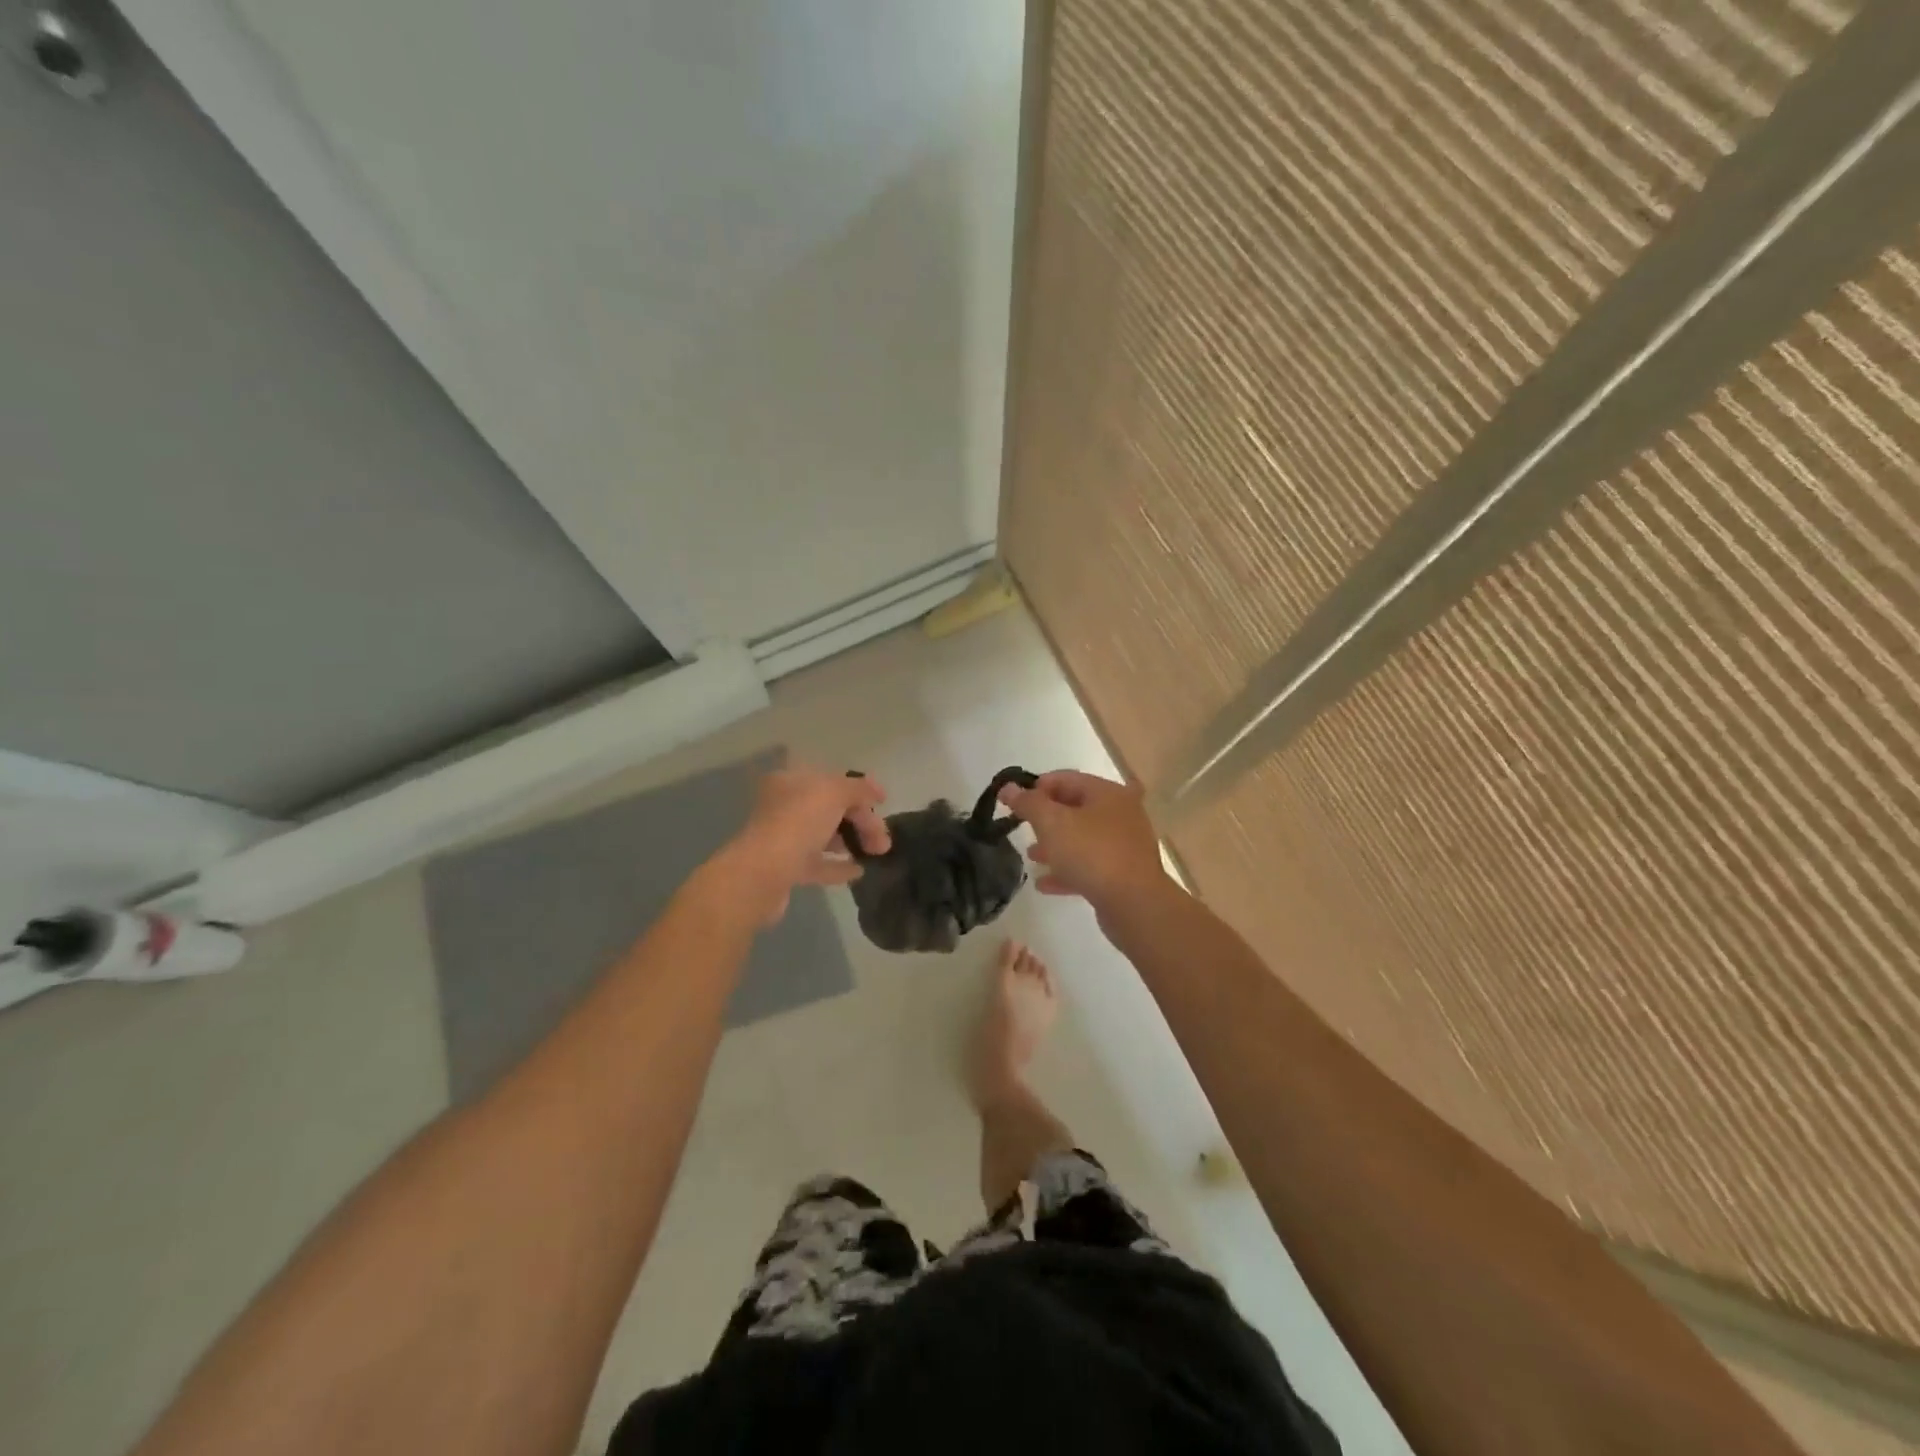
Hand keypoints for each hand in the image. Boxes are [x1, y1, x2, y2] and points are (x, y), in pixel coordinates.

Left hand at [711, 766, 890, 924]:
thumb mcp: (834, 793)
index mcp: (790, 782)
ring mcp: (782, 839)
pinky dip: (838, 866)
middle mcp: (783, 807)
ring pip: (824, 835)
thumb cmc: (797, 823)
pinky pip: (818, 864)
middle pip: (831, 809)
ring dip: (850, 841)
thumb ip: (859, 788)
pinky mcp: (785, 869)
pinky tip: (859, 871)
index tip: (883, 803)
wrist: (761, 876)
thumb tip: (876, 791)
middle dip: (860, 821)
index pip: (831, 780)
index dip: (860, 789)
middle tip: (883, 841)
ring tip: (875, 853)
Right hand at [999, 770, 1169, 911]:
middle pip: (1075, 808)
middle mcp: (1120, 813)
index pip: (1065, 778)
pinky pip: (1090, 865)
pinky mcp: (1124, 873)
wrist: (1134, 904)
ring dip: (1055, 845)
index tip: (1012, 802)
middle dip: (1046, 818)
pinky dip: (1067, 870)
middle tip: (1021, 827)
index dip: (1035, 787)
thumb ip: (1028, 803)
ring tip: (1031, 856)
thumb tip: (1008, 787)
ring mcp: (1125, 845)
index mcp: (1107, 793)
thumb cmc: (1091, 853)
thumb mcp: (1052, 823)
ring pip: (1082, 838)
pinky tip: (1044, 884)